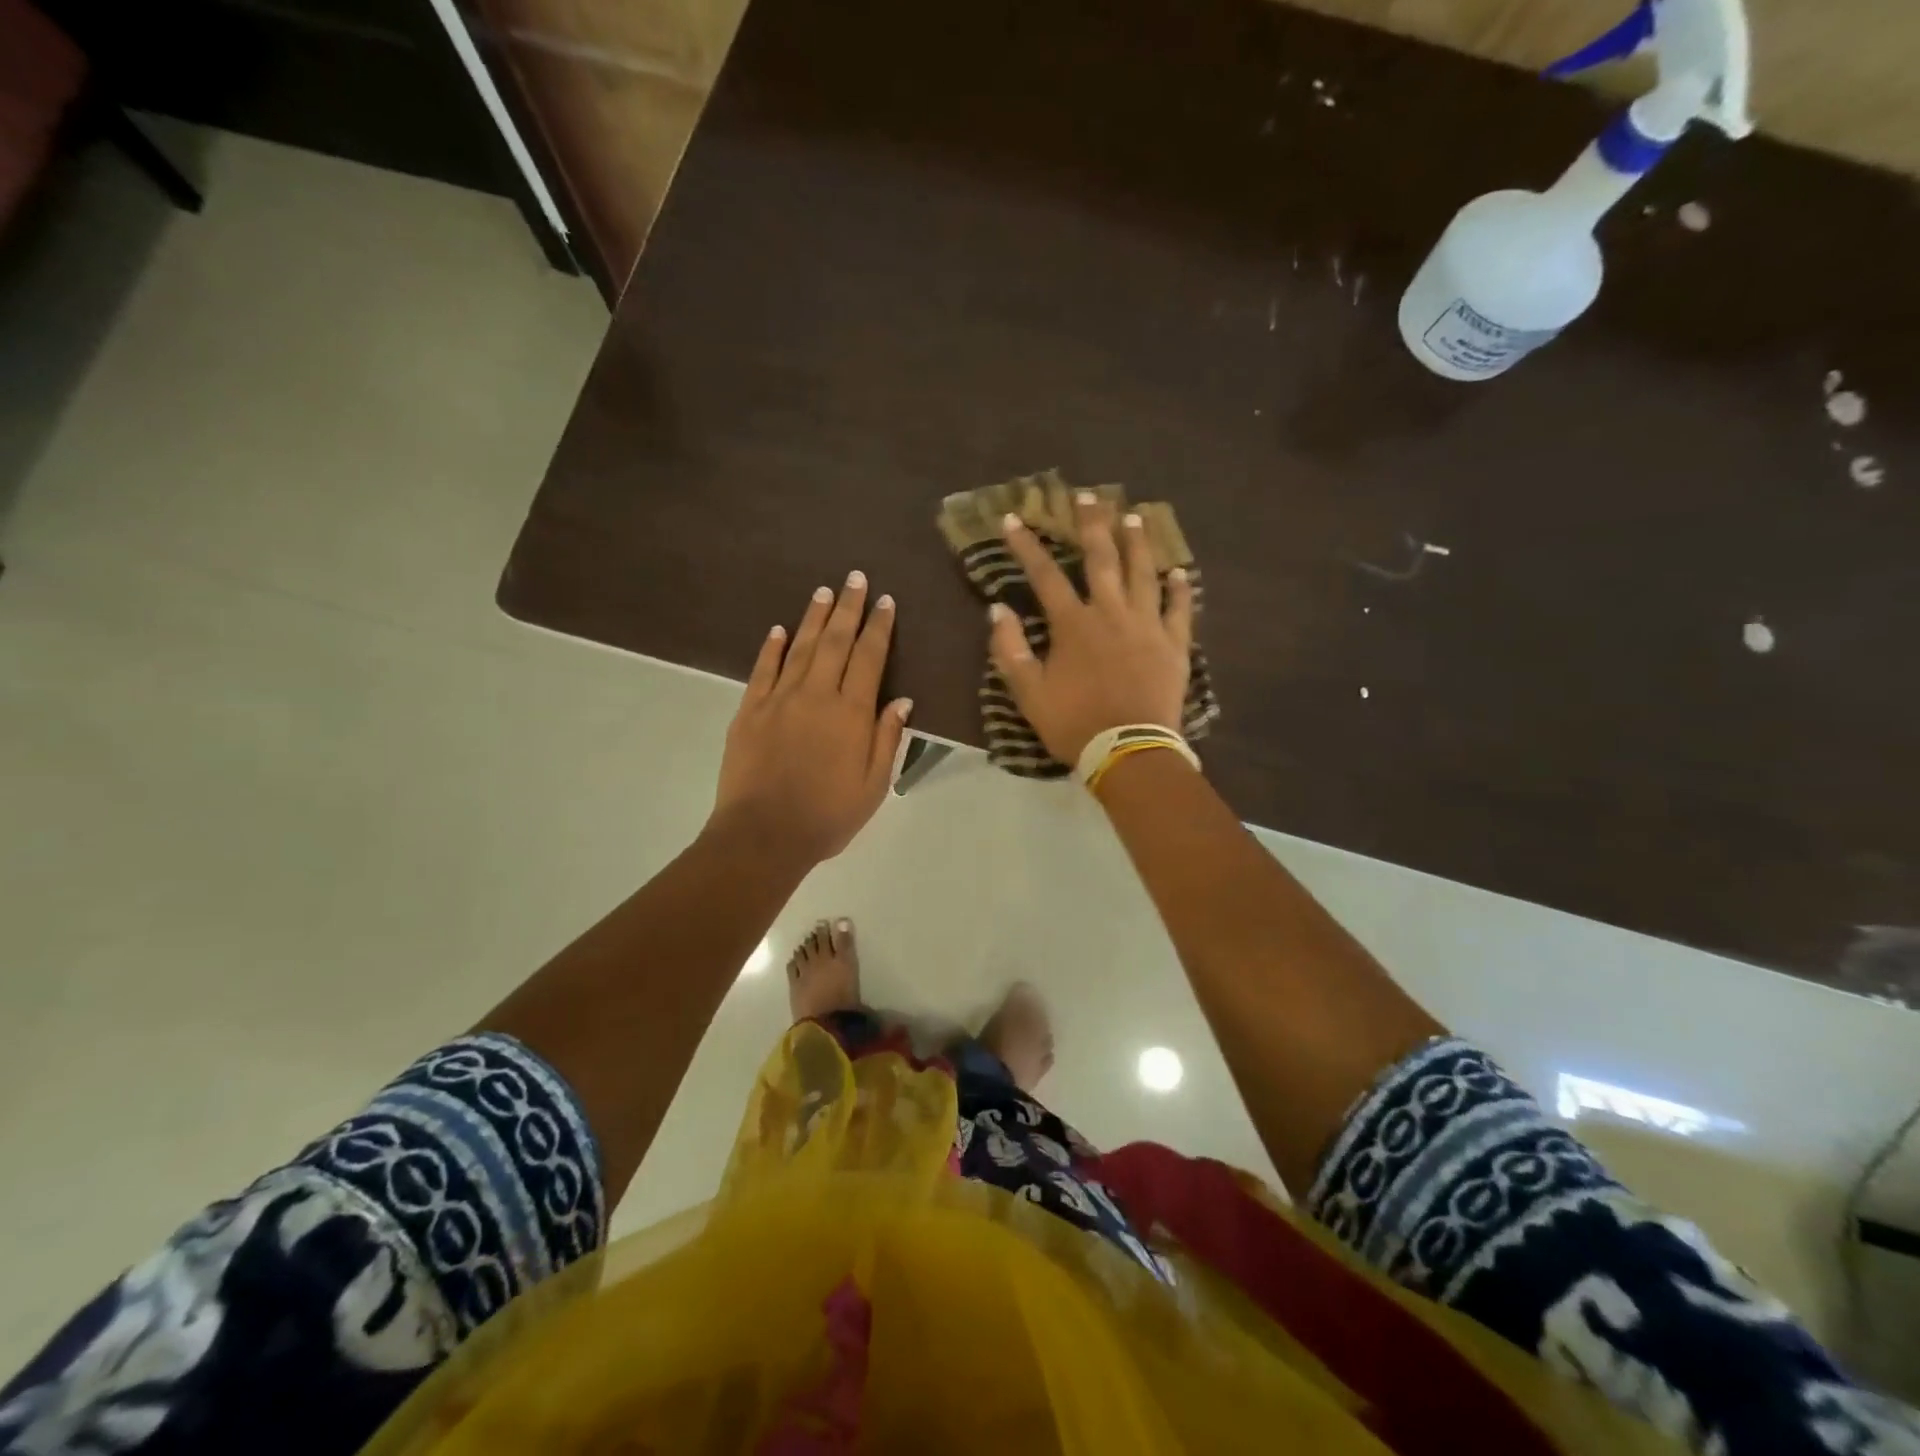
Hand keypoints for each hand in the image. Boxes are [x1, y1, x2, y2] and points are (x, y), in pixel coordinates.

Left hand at [709, 573, 912, 865]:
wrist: (763, 835)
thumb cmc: (827, 816)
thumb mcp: (873, 786)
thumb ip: (887, 739)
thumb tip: (902, 700)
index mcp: (852, 713)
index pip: (869, 658)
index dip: (879, 627)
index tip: (885, 601)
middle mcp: (816, 695)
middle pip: (836, 642)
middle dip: (849, 608)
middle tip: (856, 578)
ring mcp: (779, 699)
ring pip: (801, 647)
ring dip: (815, 618)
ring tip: (825, 591)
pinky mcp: (749, 711)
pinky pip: (763, 670)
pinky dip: (772, 647)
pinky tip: (779, 629)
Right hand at [990, 493, 1192, 765]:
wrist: (1128, 750)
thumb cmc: (1074, 723)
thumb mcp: (1028, 692)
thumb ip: (1009, 649)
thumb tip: (998, 609)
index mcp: (1073, 624)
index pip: (1045, 575)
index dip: (1027, 546)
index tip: (1013, 519)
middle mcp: (1111, 613)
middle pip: (1102, 559)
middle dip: (1092, 524)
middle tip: (1088, 495)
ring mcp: (1147, 626)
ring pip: (1143, 574)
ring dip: (1137, 543)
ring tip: (1133, 517)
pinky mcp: (1174, 645)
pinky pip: (1179, 610)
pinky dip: (1180, 589)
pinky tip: (1179, 571)